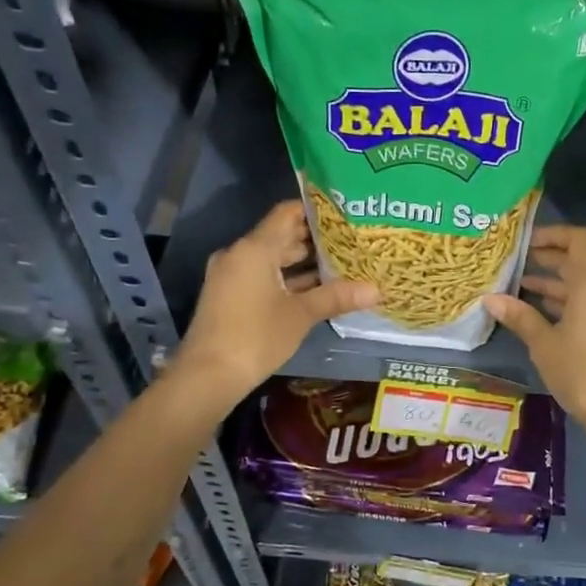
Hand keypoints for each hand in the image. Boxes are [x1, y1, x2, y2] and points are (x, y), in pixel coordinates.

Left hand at [172, 200, 377, 407]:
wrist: (207, 375)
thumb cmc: (256, 337)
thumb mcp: (301, 315)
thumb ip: (336, 296)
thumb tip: (377, 290)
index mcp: (255, 248)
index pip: (287, 213)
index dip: (316, 210)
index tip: (345, 213)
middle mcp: (240, 254)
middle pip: (281, 235)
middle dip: (316, 239)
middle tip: (352, 240)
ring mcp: (232, 275)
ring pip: (273, 258)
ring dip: (304, 261)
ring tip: (342, 263)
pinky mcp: (230, 295)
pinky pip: (263, 275)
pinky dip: (288, 278)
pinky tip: (317, 288)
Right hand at [482, 226, 585, 428]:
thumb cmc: (581, 370)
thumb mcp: (544, 343)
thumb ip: (519, 316)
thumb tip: (490, 299)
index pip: (578, 239)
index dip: (552, 234)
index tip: (526, 242)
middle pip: (579, 262)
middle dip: (547, 261)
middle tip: (515, 263)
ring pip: (584, 285)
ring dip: (555, 284)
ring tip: (520, 288)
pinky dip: (568, 302)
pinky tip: (540, 312)